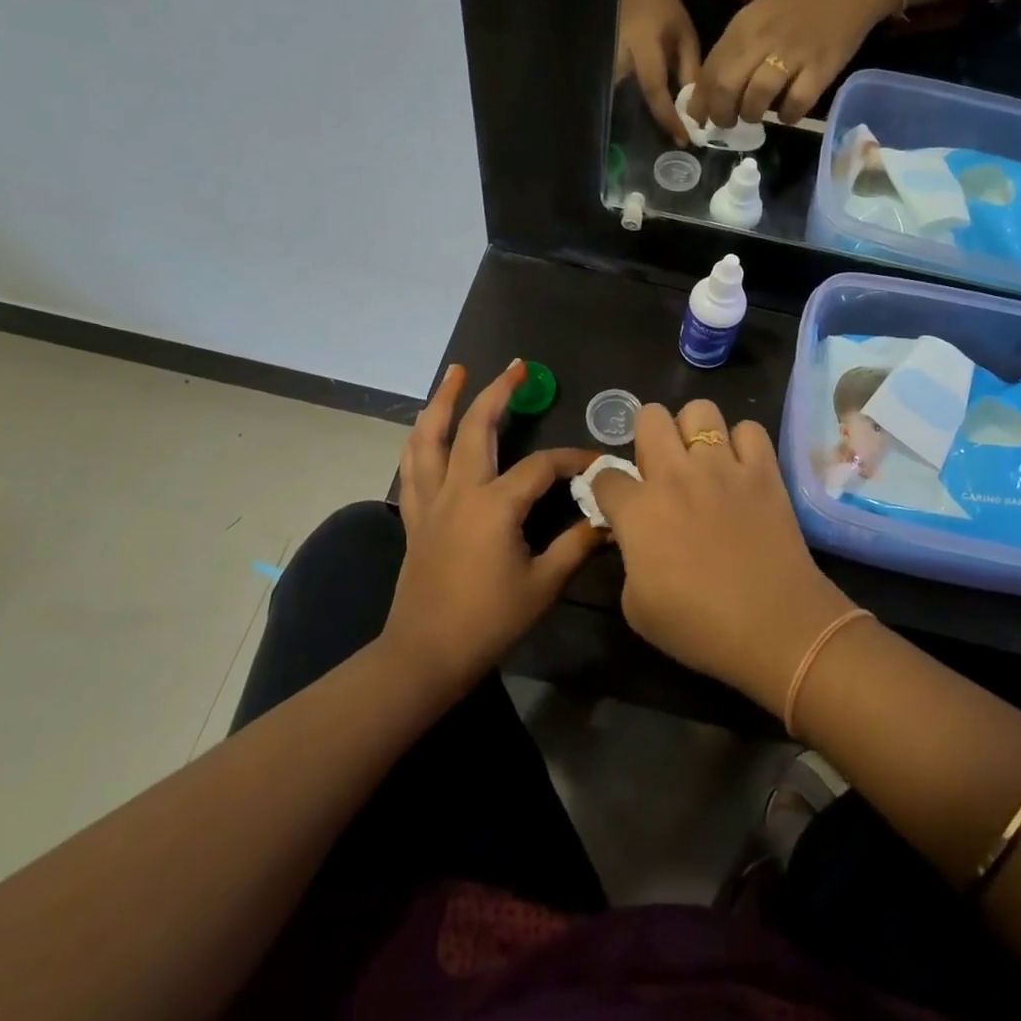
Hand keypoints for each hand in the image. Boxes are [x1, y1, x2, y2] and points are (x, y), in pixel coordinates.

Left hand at [385, 362, 602, 696]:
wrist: (426, 653)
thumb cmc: (488, 620)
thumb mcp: (542, 585)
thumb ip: (576, 545)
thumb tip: (608, 520)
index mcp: (495, 504)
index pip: (541, 466)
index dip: (573, 459)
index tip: (597, 462)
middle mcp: (459, 490)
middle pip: (476, 427)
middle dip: (498, 393)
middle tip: (516, 367)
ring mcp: (431, 500)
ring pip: (430, 437)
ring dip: (443, 400)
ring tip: (454, 372)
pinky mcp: (415, 515)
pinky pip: (412, 465)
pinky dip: (419, 438)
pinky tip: (424, 426)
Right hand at [591, 399, 857, 717]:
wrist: (774, 627)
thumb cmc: (699, 628)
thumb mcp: (637, 607)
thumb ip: (628, 560)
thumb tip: (634, 539)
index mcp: (638, 510)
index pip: (605, 475)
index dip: (608, 489)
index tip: (619, 504)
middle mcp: (675, 475)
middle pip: (649, 416)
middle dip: (648, 436)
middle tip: (661, 467)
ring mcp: (722, 466)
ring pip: (699, 409)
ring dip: (695, 431)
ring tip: (703, 459)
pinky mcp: (763, 469)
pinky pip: (750, 429)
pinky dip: (743, 443)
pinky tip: (742, 468)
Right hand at [616, 0, 699, 144]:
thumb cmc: (663, 9)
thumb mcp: (684, 35)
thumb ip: (689, 69)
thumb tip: (695, 106)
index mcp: (643, 49)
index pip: (654, 91)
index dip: (668, 117)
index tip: (683, 139)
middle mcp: (618, 59)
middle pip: (632, 103)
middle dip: (653, 122)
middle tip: (675, 138)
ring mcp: (605, 63)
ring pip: (620, 101)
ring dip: (640, 117)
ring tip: (661, 128)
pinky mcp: (601, 67)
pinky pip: (615, 94)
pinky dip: (630, 106)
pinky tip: (645, 114)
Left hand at [689, 0, 898, 129]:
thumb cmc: (797, 5)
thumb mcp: (757, 17)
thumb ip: (734, 49)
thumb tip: (711, 89)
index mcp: (743, 27)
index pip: (710, 70)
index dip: (700, 101)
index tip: (699, 118)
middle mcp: (763, 39)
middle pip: (727, 87)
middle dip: (721, 114)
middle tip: (726, 123)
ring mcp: (793, 54)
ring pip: (757, 98)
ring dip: (751, 115)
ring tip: (755, 117)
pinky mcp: (820, 68)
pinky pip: (796, 103)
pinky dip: (788, 116)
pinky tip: (787, 114)